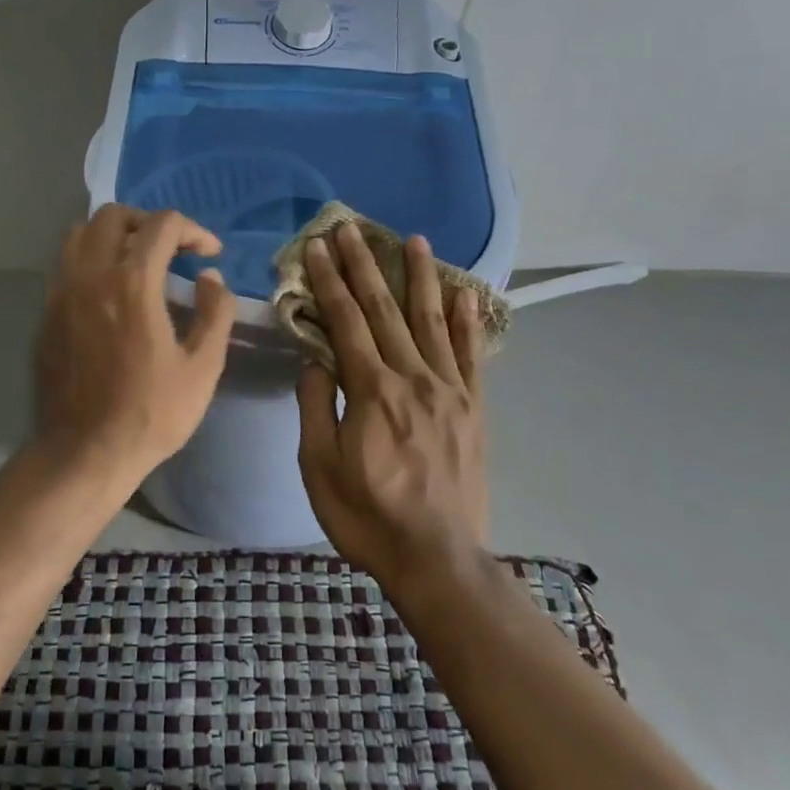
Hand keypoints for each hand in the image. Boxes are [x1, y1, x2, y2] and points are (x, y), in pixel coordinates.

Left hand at [35, 205, 235, 484]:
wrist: (85, 452)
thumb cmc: (151, 413)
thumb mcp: (202, 367)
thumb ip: (214, 313)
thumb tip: (210, 279)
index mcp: (132, 282)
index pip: (162, 225)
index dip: (193, 230)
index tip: (209, 254)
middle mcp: (90, 274)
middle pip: (114, 215)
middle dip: (150, 223)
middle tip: (173, 249)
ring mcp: (61, 291)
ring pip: (81, 232)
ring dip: (114, 235)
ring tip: (138, 261)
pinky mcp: (46, 312)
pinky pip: (66, 263)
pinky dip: (92, 259)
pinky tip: (111, 291)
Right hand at [296, 223, 489, 590]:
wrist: (438, 561)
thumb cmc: (367, 516)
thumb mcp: (319, 466)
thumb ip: (316, 406)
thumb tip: (316, 359)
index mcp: (372, 391)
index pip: (345, 321)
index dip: (329, 280)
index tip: (316, 246)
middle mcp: (414, 379)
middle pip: (385, 310)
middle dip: (365, 265)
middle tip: (351, 228)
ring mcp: (450, 391)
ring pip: (432, 322)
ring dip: (420, 278)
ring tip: (415, 240)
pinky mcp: (473, 409)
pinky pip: (472, 356)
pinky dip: (468, 322)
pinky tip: (465, 293)